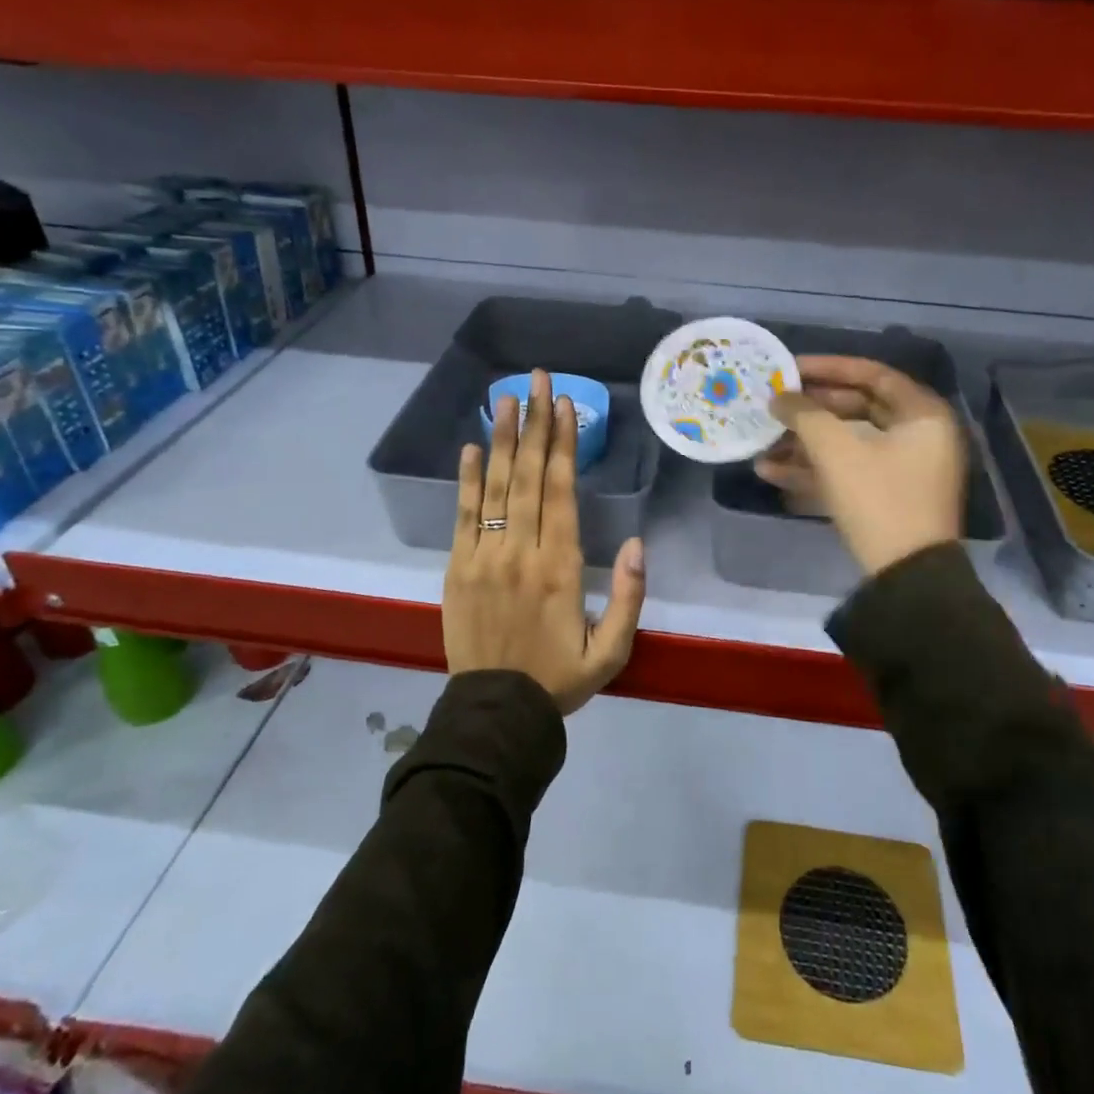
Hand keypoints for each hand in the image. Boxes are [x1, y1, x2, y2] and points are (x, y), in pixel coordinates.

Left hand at [444, 369, 646, 713]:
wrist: (495, 714)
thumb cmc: (559, 679)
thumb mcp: (611, 651)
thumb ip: (628, 598)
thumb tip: (636, 544)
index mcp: (560, 568)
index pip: (561, 491)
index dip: (563, 445)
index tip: (564, 405)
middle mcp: (520, 552)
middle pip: (528, 477)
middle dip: (534, 424)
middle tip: (537, 380)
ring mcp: (483, 558)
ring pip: (494, 487)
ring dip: (502, 440)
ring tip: (506, 399)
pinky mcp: (456, 569)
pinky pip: (462, 516)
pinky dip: (467, 480)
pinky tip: (472, 447)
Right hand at [760, 356, 965, 577]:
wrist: (907, 577)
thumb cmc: (878, 499)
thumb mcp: (836, 451)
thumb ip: (804, 415)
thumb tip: (779, 397)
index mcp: (922, 415)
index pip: (872, 374)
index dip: (829, 367)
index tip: (790, 368)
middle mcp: (918, 436)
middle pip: (857, 408)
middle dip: (811, 409)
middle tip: (775, 404)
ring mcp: (903, 470)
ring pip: (848, 443)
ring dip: (804, 442)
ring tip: (763, 441)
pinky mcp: (886, 498)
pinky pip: (848, 471)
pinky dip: (813, 470)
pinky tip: (770, 472)